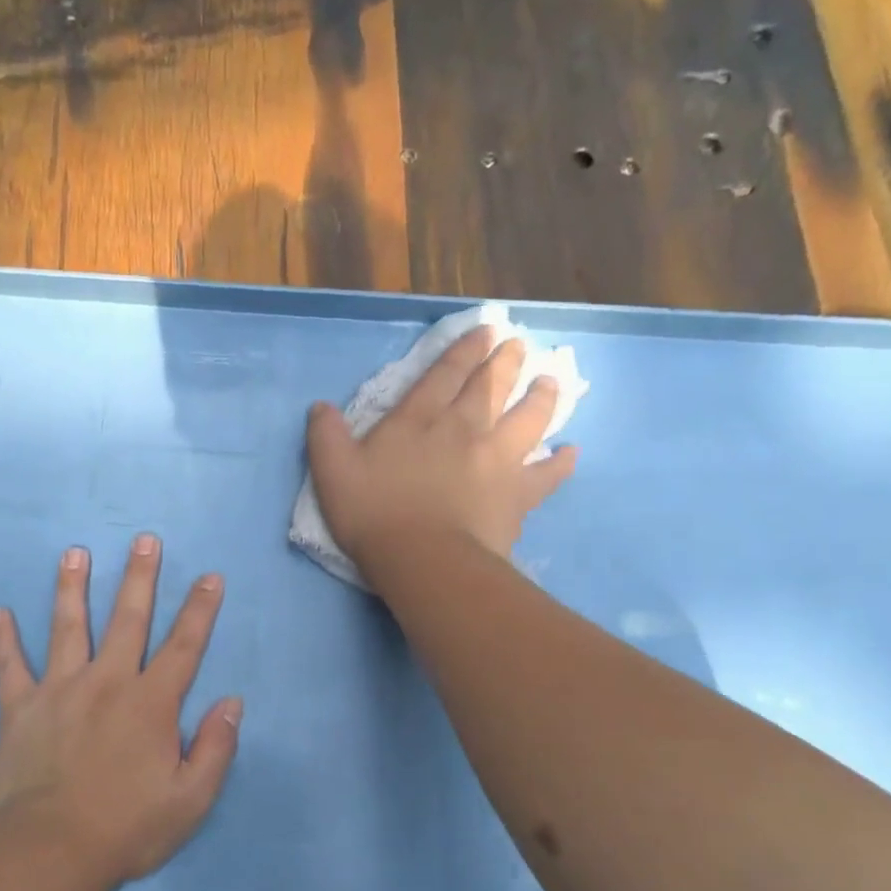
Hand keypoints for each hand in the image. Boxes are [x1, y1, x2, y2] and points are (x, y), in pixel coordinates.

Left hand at [0, 535, 242, 884]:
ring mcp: (58, 690)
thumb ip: (215, 747)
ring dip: (72, 587)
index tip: (210, 576)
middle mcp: (107, 683)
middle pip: (127, 619)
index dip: (200, 609)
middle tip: (144, 540)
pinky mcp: (19, 708)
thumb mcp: (190, 800)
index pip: (184, 646)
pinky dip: (3, 640)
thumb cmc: (126, 828)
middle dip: (139, 577)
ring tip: (74, 552)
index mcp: (150, 703)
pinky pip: (8, 666)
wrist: (49, 851)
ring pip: (68, 627)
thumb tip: (232, 702)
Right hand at [306, 326, 576, 573]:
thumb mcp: (332, 473)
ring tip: (550, 381)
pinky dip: (561, 462)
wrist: (424, 560)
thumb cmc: (374, 515)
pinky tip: (570, 452)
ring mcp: (497, 459)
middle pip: (491, 386)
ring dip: (540, 396)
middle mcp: (464, 429)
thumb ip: (326, 437)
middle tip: (517, 344)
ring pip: (528, 417)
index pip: (444, 375)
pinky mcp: (518, 493)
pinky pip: (547, 473)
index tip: (484, 330)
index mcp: (419, 420)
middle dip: (505, 361)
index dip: (463, 350)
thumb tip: (320, 407)